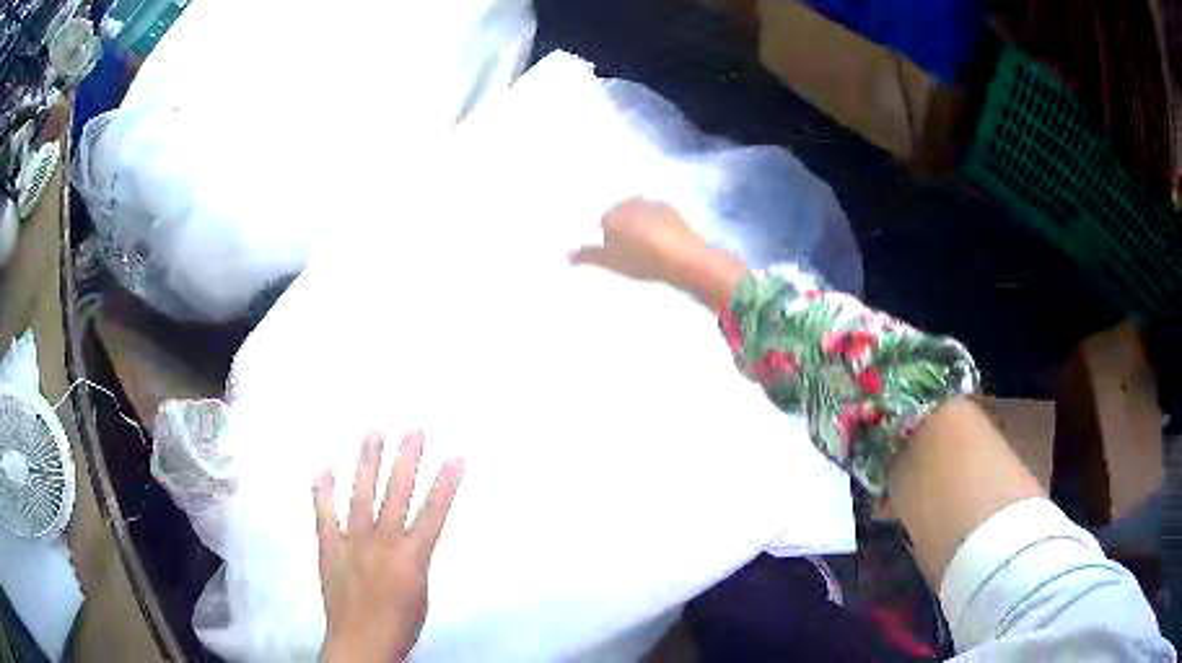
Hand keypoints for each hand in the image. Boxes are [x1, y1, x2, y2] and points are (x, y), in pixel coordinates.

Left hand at [315, 432, 463, 662]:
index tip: (454, 455)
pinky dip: (323, 490)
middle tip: (413, 430)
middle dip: (407, 459)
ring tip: (373, 434)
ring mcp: (352, 541)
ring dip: (368, 463)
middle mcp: (382, 541)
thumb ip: (414, 560)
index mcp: (412, 556)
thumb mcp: (421, 593)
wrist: (361, 642)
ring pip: (361, 494)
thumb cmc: (400, 624)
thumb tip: (408, 539)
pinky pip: (324, 513)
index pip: (433, 512)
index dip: (446, 483)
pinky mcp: (329, 546)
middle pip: (397, 493)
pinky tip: (325, 468)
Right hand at [570, 197, 709, 283]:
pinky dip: (659, 226)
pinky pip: (660, 217)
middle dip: (625, 229)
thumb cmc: (640, 259)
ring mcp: (653, 203)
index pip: (603, 223)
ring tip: (651, 248)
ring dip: (642, 226)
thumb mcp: (609, 262)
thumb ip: (586, 256)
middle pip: (622, 216)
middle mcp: (630, 202)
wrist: (681, 256)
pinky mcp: (673, 210)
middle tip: (633, 252)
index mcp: (612, 213)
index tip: (618, 254)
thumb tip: (565, 255)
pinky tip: (666, 242)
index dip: (608, 240)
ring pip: (641, 214)